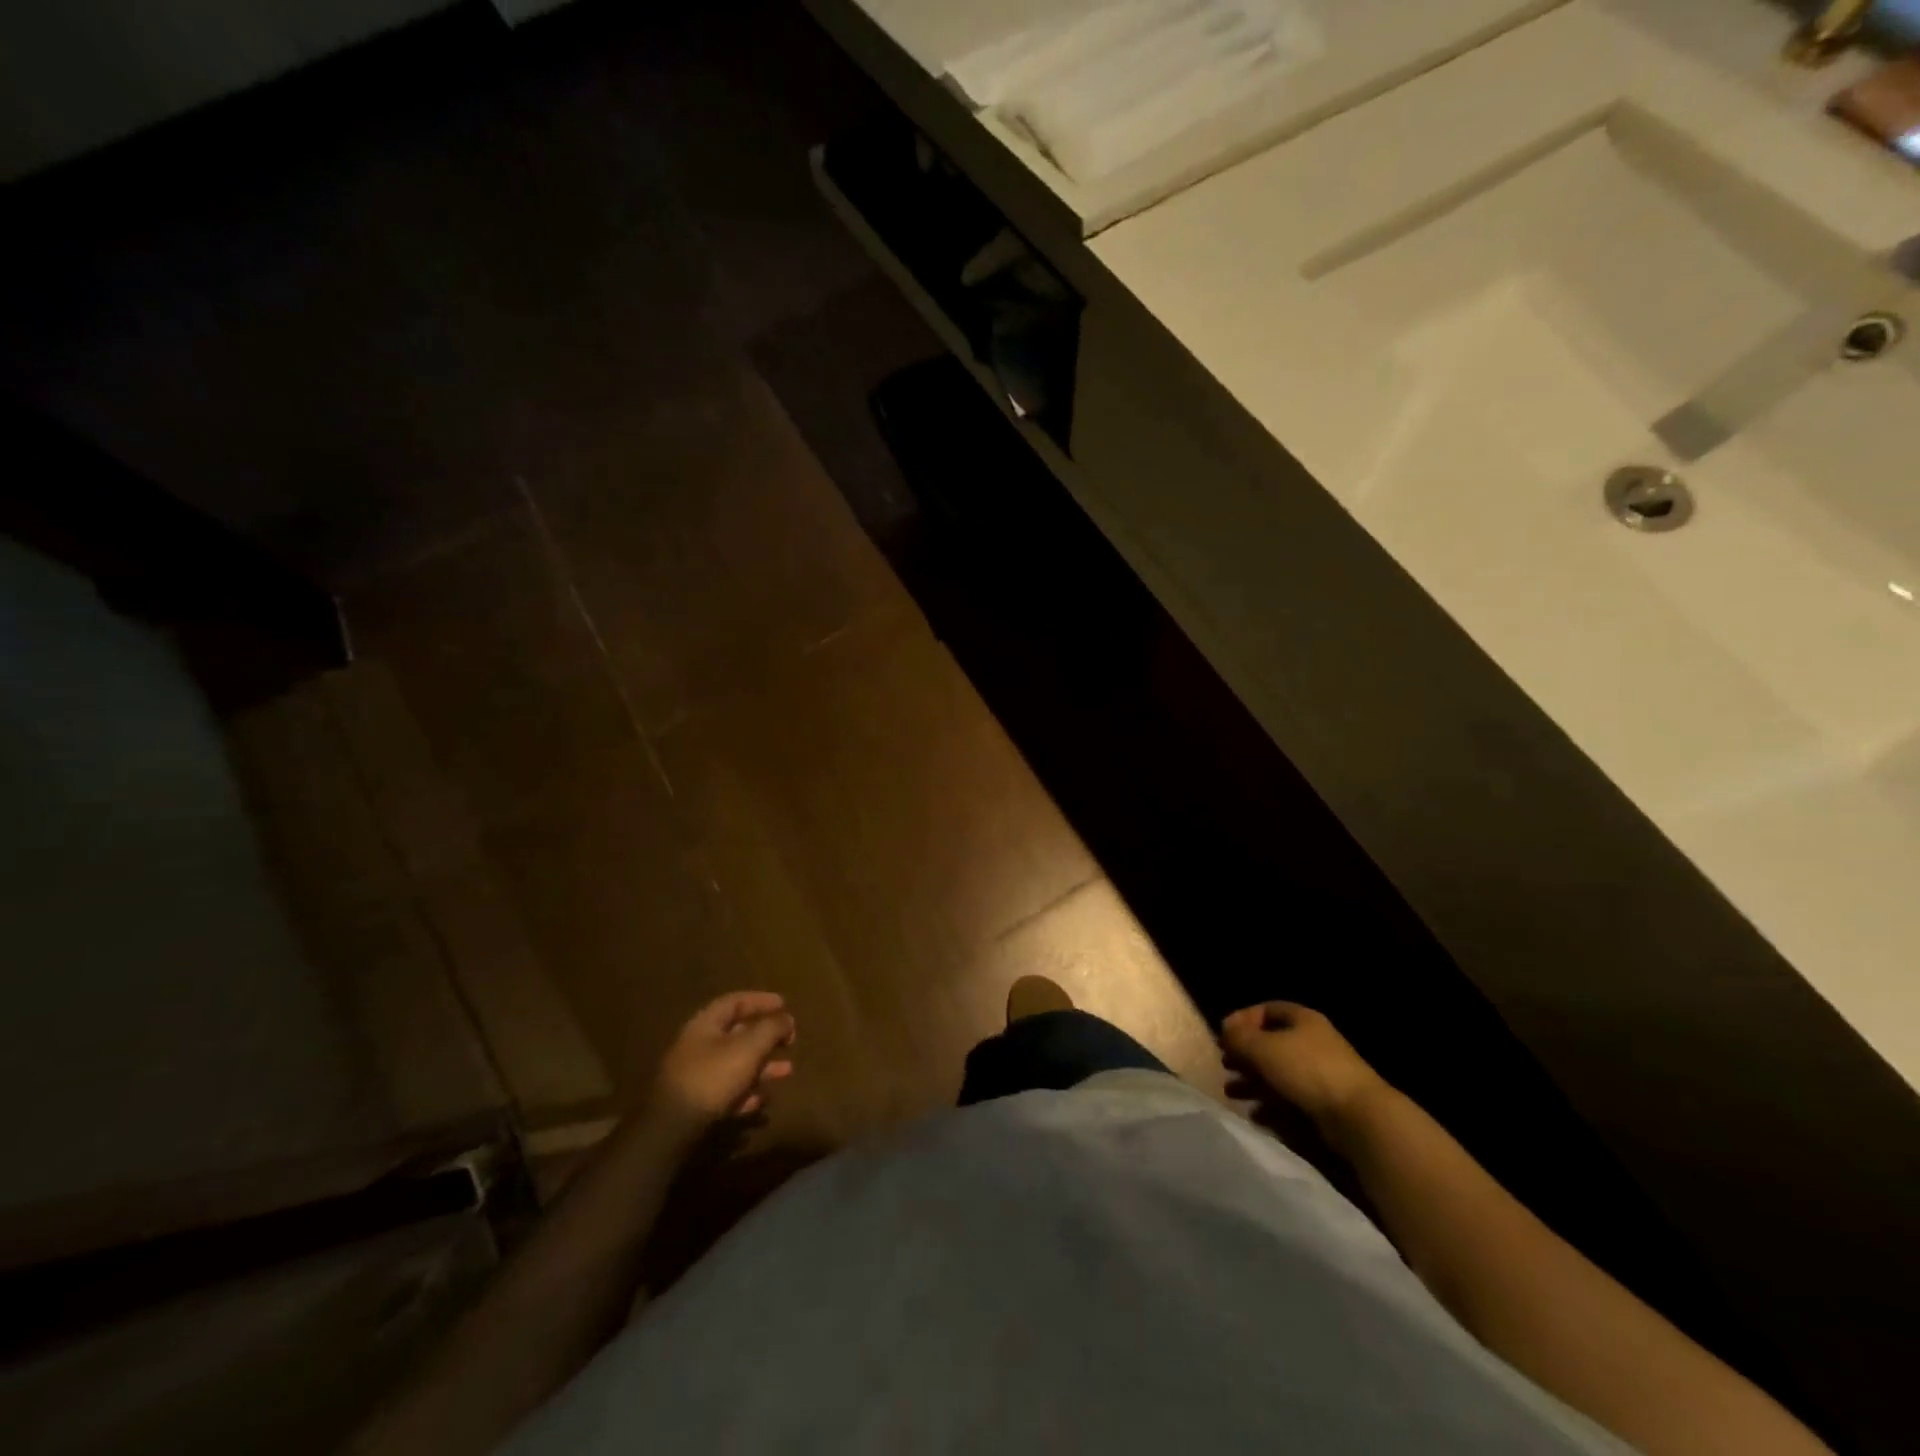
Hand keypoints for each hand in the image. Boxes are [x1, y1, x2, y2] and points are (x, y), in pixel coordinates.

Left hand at [652, 991, 795, 1133]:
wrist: (672, 1128)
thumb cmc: (712, 1076)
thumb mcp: (748, 1047)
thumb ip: (771, 1028)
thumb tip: (787, 1019)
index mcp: (705, 1024)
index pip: (735, 1002)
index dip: (761, 1000)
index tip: (784, 1004)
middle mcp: (698, 1046)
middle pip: (737, 1034)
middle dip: (766, 1037)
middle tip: (790, 1041)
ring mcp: (695, 1075)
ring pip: (736, 1064)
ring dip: (762, 1066)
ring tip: (787, 1072)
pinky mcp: (696, 1103)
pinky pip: (727, 1091)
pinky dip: (746, 1092)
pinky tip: (761, 1101)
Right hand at [1220, 1002, 1385, 1129]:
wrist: (1358, 1117)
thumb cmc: (1307, 1070)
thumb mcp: (1263, 1048)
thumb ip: (1239, 1038)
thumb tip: (1226, 1032)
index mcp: (1302, 1020)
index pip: (1267, 1010)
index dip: (1242, 1019)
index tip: (1224, 1036)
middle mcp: (1312, 1042)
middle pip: (1270, 1043)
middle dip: (1245, 1055)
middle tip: (1226, 1065)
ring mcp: (1321, 1074)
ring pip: (1278, 1073)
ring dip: (1252, 1082)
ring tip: (1232, 1093)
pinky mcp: (1325, 1103)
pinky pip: (1290, 1099)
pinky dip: (1270, 1105)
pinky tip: (1256, 1114)